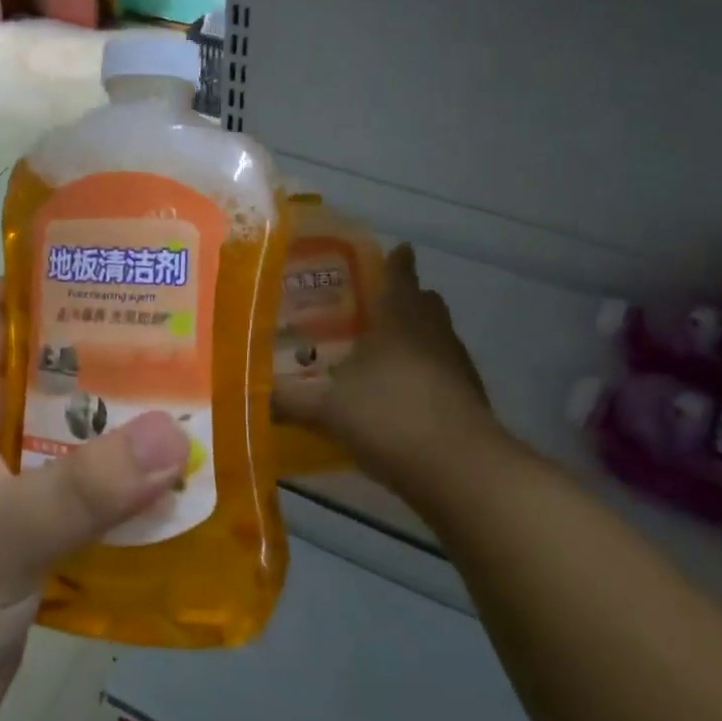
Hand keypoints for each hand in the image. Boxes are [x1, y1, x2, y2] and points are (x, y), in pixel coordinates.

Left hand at [0, 281, 190, 720]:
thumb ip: (85, 485)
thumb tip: (173, 434)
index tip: (102, 269)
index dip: (32, 284)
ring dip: (118, 431)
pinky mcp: (21, 546)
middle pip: (42, 377)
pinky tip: (172, 490)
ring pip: (66, 442)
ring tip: (190, 406)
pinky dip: (117, 494)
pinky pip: (77, 502)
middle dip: (101, 357)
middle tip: (175, 339)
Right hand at [274, 244, 504, 501]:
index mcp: (400, 318)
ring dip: (417, 339)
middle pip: (425, 303)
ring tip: (382, 354)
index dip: (396, 261)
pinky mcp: (470, 399)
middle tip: (374, 307)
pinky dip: (425, 376)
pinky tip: (400, 398)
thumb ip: (289, 399)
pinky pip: (444, 373)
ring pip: (437, 338)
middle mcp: (434, 333)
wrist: (459, 470)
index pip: (400, 274)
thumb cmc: (389, 417)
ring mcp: (457, 366)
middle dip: (406, 300)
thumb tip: (251, 393)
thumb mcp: (327, 408)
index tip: (395, 251)